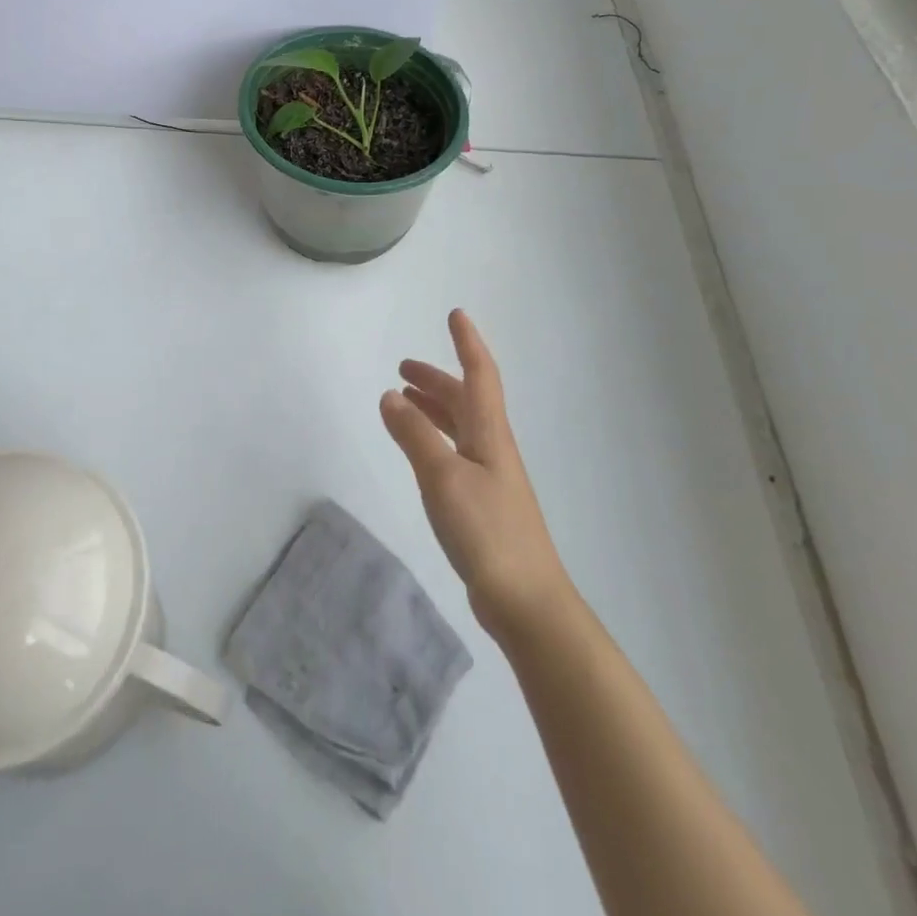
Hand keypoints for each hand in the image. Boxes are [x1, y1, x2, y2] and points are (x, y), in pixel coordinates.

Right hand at [381, 309, 574, 641]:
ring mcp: (490, 477)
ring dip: (433, 408)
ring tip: (403, 401)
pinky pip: (454, 453)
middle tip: (402, 368)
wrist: (526, 601)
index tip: (455, 315)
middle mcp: (492, 448)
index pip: (480, 375)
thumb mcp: (443, 477)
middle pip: (466, 400)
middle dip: (437, 379)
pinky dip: (433, 439)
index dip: (468, 344)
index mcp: (490, 434)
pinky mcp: (482, 504)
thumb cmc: (487, 531)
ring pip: (460, 427)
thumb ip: (414, 436)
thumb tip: (390, 396)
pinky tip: (420, 452)